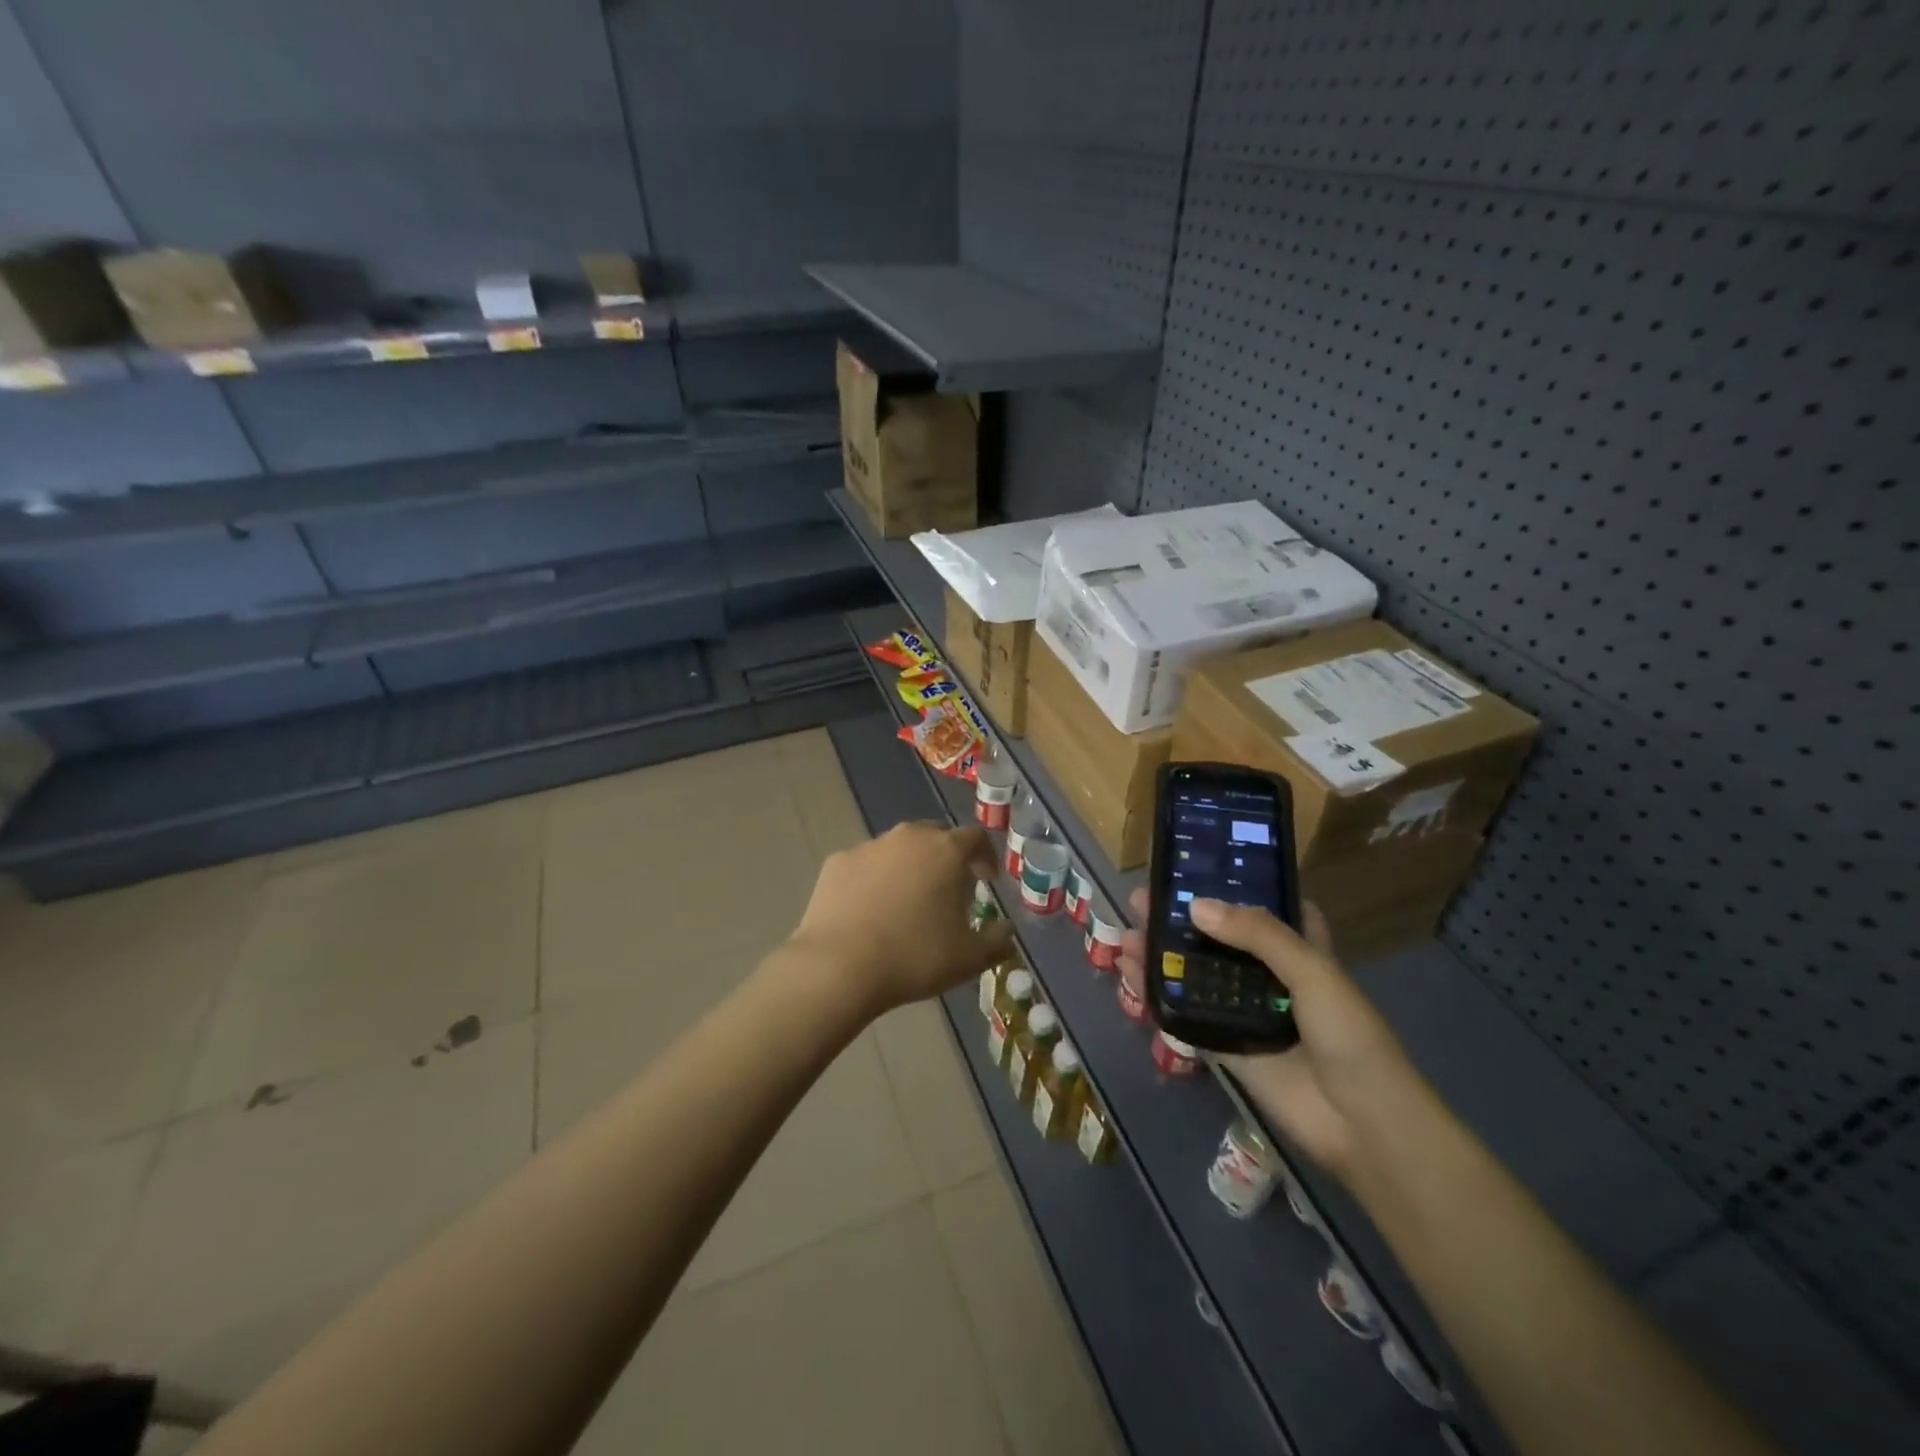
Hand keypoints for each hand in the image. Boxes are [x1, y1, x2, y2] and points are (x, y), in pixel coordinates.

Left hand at [787, 821, 1014, 1016]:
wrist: (838, 966)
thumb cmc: (914, 957)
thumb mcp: (970, 958)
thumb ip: (997, 940)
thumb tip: (1006, 929)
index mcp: (945, 850)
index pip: (976, 838)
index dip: (986, 857)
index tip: (987, 880)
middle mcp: (908, 837)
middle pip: (935, 835)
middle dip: (946, 856)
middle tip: (948, 889)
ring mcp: (868, 846)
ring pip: (898, 848)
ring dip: (909, 866)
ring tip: (907, 902)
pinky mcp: (836, 862)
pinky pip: (865, 864)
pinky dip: (874, 879)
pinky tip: (870, 910)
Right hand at [1117, 888, 1416, 1178]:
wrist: (1363, 1124)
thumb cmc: (1349, 1036)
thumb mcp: (1312, 972)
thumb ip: (1257, 935)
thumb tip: (1196, 907)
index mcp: (1300, 949)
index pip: (1262, 907)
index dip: (1231, 886)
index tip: (1193, 868)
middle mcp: (1270, 976)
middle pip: (1218, 939)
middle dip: (1181, 920)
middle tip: (1141, 902)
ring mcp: (1247, 1012)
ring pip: (1197, 976)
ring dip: (1163, 956)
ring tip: (1126, 936)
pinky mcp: (1228, 1046)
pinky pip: (1188, 1016)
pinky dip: (1159, 997)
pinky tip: (1132, 978)